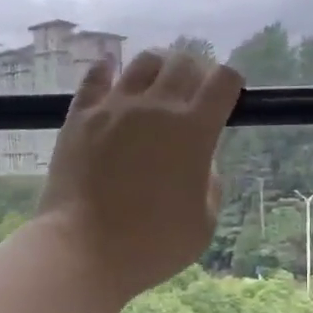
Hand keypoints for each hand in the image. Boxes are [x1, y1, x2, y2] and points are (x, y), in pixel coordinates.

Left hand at [35, 48, 243, 306]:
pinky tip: (110, 72)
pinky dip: (107, 69)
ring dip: (159, 68)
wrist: (83, 249)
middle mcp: (157, 107)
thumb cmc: (151, 245)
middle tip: (193, 92)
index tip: (226, 96)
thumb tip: (201, 159)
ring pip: (144, 62)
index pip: (224, 81)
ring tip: (156, 85)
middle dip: (196, 72)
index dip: (230, 82)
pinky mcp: (81, 115)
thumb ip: (209, 182)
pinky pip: (96, 76)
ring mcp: (115, 107)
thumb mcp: (203, 222)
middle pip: (184, 63)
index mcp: (195, 131)